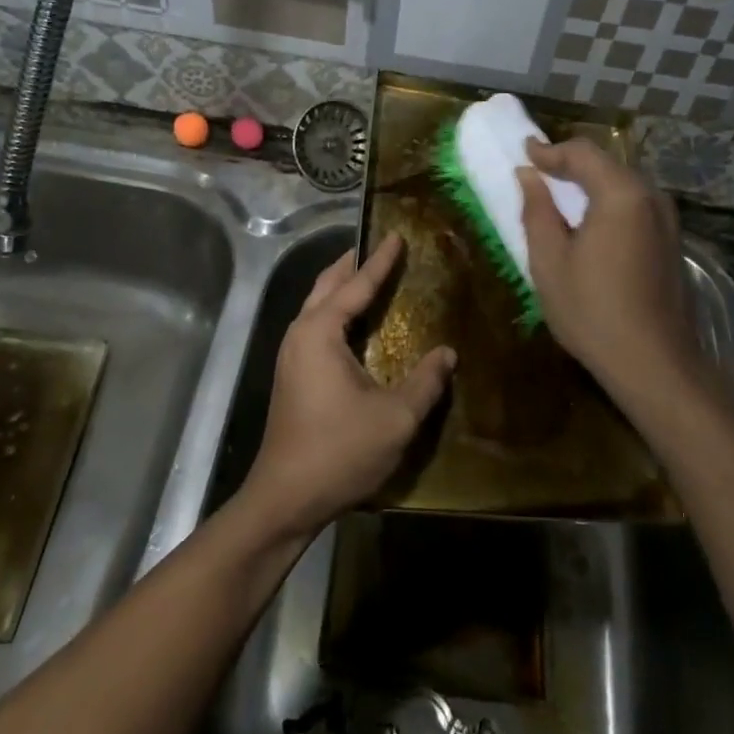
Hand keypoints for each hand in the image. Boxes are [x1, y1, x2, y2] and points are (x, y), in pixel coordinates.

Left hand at [241, 235, 455, 538]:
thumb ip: (425, 381)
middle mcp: (300, 334)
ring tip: (371, 277)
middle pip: (327, 285)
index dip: (380, 261)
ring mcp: (291, 355)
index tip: (396, 235)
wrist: (286, 498)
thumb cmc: (340, 451)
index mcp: (320, 332)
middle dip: (353, 264)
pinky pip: (316, 327)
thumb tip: (448, 353)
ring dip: (342, 287)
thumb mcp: (395, 417)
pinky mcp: (292, 375)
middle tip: (381, 247)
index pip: (355, 285)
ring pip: (317, 306)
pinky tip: (357, 325)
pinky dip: (337, 312)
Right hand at [517, 139, 705, 415]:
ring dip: (590, 183)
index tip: (523, 152)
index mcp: (621, 194)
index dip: (549, 150)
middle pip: (607, 164)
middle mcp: (651, 197)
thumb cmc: (592, 312)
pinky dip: (608, 202)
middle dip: (571, 164)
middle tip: (538, 172)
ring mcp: (667, 220)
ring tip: (559, 196)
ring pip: (623, 184)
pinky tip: (589, 222)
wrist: (655, 364)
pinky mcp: (672, 241)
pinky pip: (635, 205)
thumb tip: (527, 176)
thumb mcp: (549, 261)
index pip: (582, 153)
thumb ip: (537, 211)